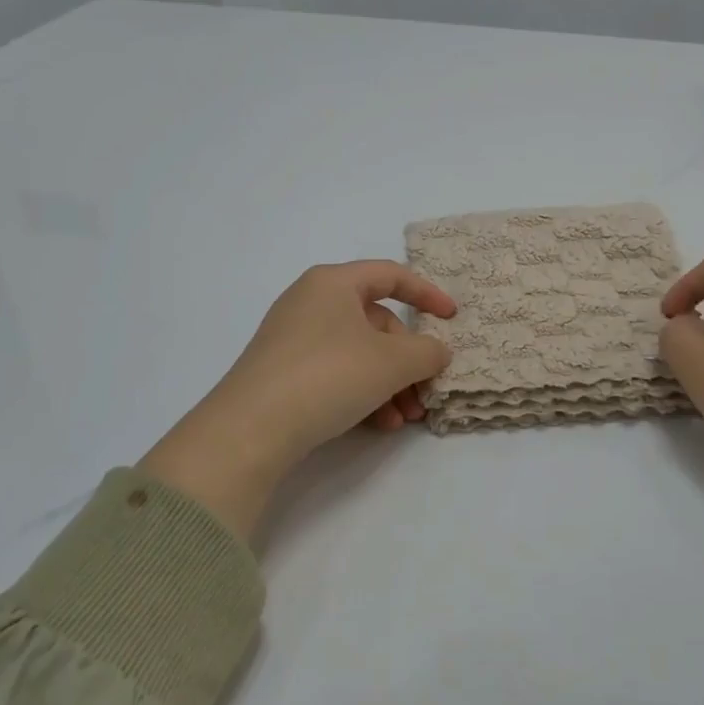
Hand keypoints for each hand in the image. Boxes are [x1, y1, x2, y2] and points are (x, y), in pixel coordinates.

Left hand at [140, 261, 455, 538]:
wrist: (251, 428)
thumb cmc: (328, 375)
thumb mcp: (391, 362)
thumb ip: (426, 351)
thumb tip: (437, 351)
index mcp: (333, 283)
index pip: (391, 276)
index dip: (427, 294)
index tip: (453, 318)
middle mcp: (311, 302)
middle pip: (376, 323)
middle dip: (407, 360)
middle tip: (425, 392)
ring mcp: (293, 338)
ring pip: (358, 353)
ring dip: (390, 384)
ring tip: (405, 419)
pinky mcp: (283, 372)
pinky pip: (335, 373)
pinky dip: (362, 394)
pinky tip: (378, 425)